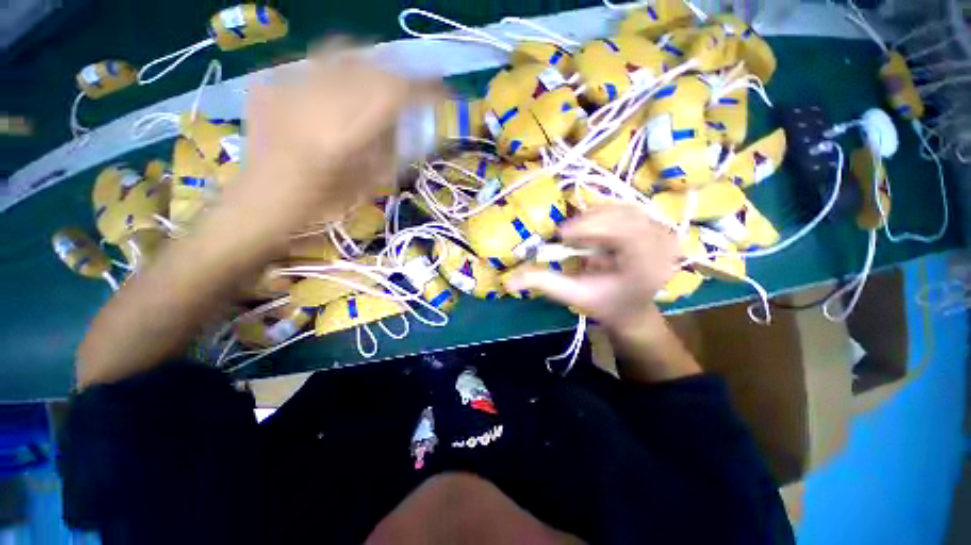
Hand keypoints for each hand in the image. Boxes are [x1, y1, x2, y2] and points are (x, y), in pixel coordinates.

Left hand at [231, 38, 442, 233]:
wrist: (263, 198)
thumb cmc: (321, 202)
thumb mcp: (367, 182)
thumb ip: (388, 148)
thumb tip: (404, 120)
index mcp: (343, 134)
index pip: (394, 94)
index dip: (423, 89)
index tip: (441, 92)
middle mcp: (317, 101)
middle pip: (372, 67)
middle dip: (399, 75)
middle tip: (410, 89)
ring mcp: (288, 86)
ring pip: (342, 53)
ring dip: (370, 65)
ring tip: (376, 82)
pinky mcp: (271, 81)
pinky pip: (315, 63)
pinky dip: (337, 71)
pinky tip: (337, 90)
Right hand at [508, 204, 679, 328]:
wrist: (631, 307)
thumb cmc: (605, 304)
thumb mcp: (573, 295)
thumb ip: (544, 283)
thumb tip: (508, 282)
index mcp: (647, 268)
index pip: (626, 234)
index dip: (592, 228)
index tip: (563, 235)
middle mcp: (662, 246)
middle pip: (626, 215)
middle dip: (590, 221)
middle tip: (567, 234)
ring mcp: (663, 232)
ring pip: (625, 207)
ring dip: (595, 216)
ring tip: (579, 233)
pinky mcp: (655, 225)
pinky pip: (626, 208)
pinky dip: (604, 214)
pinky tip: (594, 229)